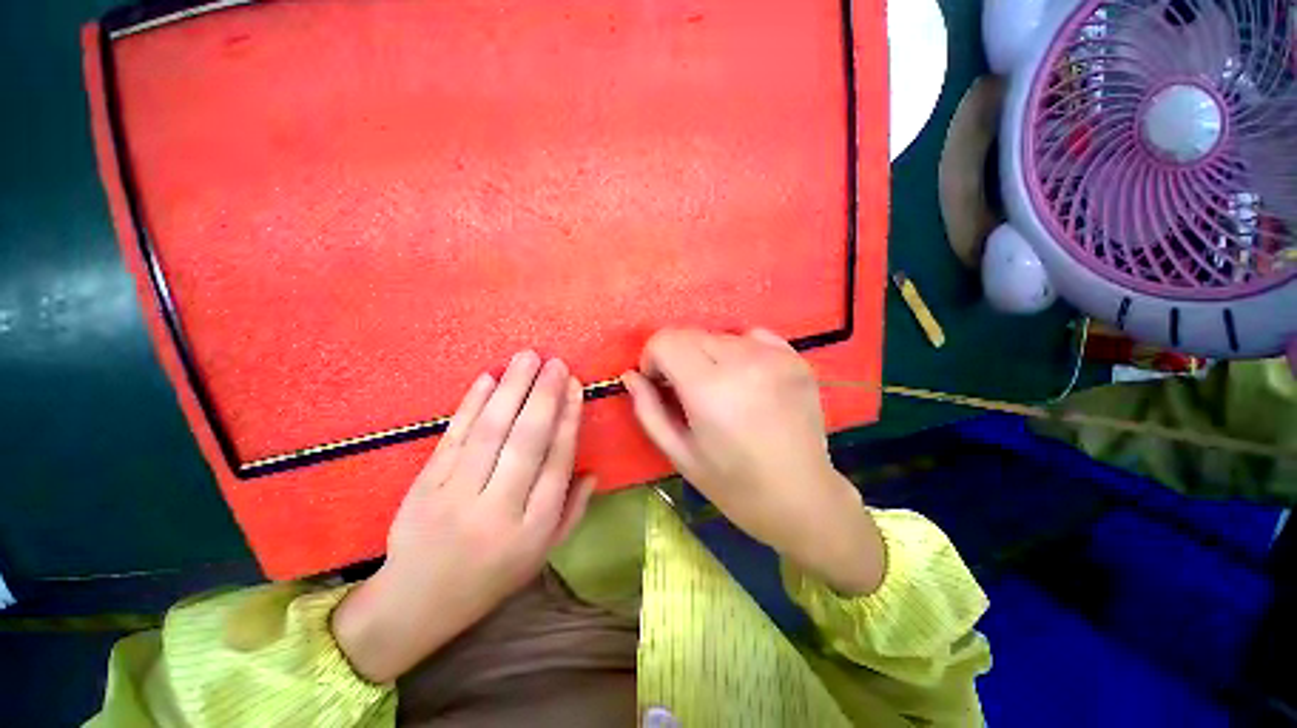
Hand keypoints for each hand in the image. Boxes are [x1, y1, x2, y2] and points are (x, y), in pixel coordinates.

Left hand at [333, 351, 594, 682]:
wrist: (416, 603)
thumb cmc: (491, 578)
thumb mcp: (542, 554)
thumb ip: (572, 511)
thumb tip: (593, 470)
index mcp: (532, 529)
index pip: (556, 462)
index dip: (568, 420)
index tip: (575, 386)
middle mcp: (497, 509)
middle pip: (525, 442)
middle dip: (543, 396)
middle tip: (556, 362)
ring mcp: (456, 495)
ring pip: (490, 432)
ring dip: (510, 389)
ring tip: (527, 357)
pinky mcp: (425, 485)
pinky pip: (453, 437)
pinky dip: (471, 404)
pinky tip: (487, 378)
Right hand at [622, 329, 883, 595]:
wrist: (803, 497)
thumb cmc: (735, 485)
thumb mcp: (680, 454)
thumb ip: (649, 410)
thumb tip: (631, 376)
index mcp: (710, 389)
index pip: (665, 340)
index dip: (652, 358)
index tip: (659, 384)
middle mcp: (743, 361)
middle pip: (690, 334)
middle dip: (677, 357)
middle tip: (686, 391)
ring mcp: (774, 356)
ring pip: (718, 335)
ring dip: (707, 356)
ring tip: (720, 390)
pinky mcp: (795, 357)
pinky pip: (751, 336)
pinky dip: (739, 351)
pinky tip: (746, 380)